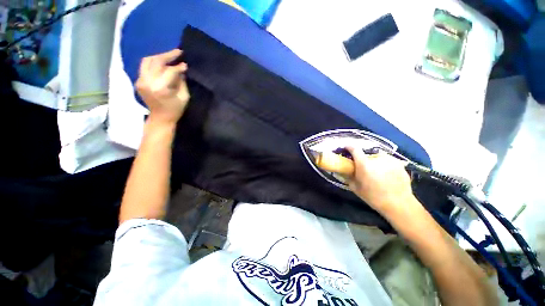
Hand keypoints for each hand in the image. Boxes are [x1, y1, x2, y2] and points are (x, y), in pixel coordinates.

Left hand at [136, 49, 189, 124]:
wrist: (160, 118)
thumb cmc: (175, 110)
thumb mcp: (184, 97)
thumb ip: (182, 82)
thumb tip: (181, 70)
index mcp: (160, 88)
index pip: (169, 71)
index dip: (178, 67)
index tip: (185, 65)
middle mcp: (148, 82)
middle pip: (156, 61)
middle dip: (168, 55)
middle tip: (178, 52)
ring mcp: (141, 81)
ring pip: (147, 61)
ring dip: (159, 56)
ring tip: (169, 56)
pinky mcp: (138, 81)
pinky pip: (144, 67)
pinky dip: (153, 63)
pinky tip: (161, 64)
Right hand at [346, 147, 416, 215]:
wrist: (399, 204)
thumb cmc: (374, 197)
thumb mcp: (355, 188)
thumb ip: (347, 176)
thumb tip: (341, 170)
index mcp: (364, 164)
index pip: (354, 149)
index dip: (349, 147)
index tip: (346, 148)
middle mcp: (377, 158)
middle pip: (366, 154)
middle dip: (363, 159)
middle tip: (363, 167)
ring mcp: (390, 159)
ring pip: (377, 156)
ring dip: (374, 161)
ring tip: (376, 171)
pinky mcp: (399, 163)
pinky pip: (387, 160)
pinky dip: (384, 164)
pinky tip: (386, 174)